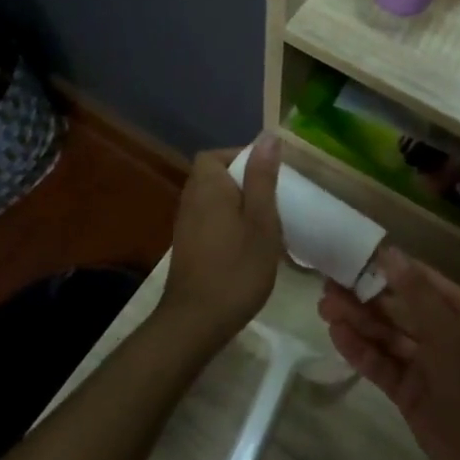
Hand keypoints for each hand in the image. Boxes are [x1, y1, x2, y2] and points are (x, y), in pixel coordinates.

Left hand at [160, 136, 282, 343]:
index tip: (271, 174)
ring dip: (239, 205)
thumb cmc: (236, 268)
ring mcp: (186, 225)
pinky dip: (230, 224)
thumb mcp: (261, 221)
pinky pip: (211, 221)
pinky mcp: (188, 247)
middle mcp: (191, 200)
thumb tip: (268, 137)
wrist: (196, 322)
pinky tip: (249, 245)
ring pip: (214, 200)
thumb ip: (263, 178)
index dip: (243, 157)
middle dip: (244, 182)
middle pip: (215, 176)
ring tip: (267, 222)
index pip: (218, 155)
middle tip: (274, 200)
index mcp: (208, 187)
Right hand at [318, 250, 459, 459]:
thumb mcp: (448, 331)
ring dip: (358, 321)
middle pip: (398, 308)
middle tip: (327, 285)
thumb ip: (416, 293)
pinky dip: (360, 350)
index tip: (353, 256)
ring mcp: (424, 364)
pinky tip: (336, 335)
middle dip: (365, 297)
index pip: (420, 280)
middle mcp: (443, 333)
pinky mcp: (408, 392)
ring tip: (323, 307)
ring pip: (386, 336)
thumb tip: (389, 252)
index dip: (388, 268)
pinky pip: (381, 364)